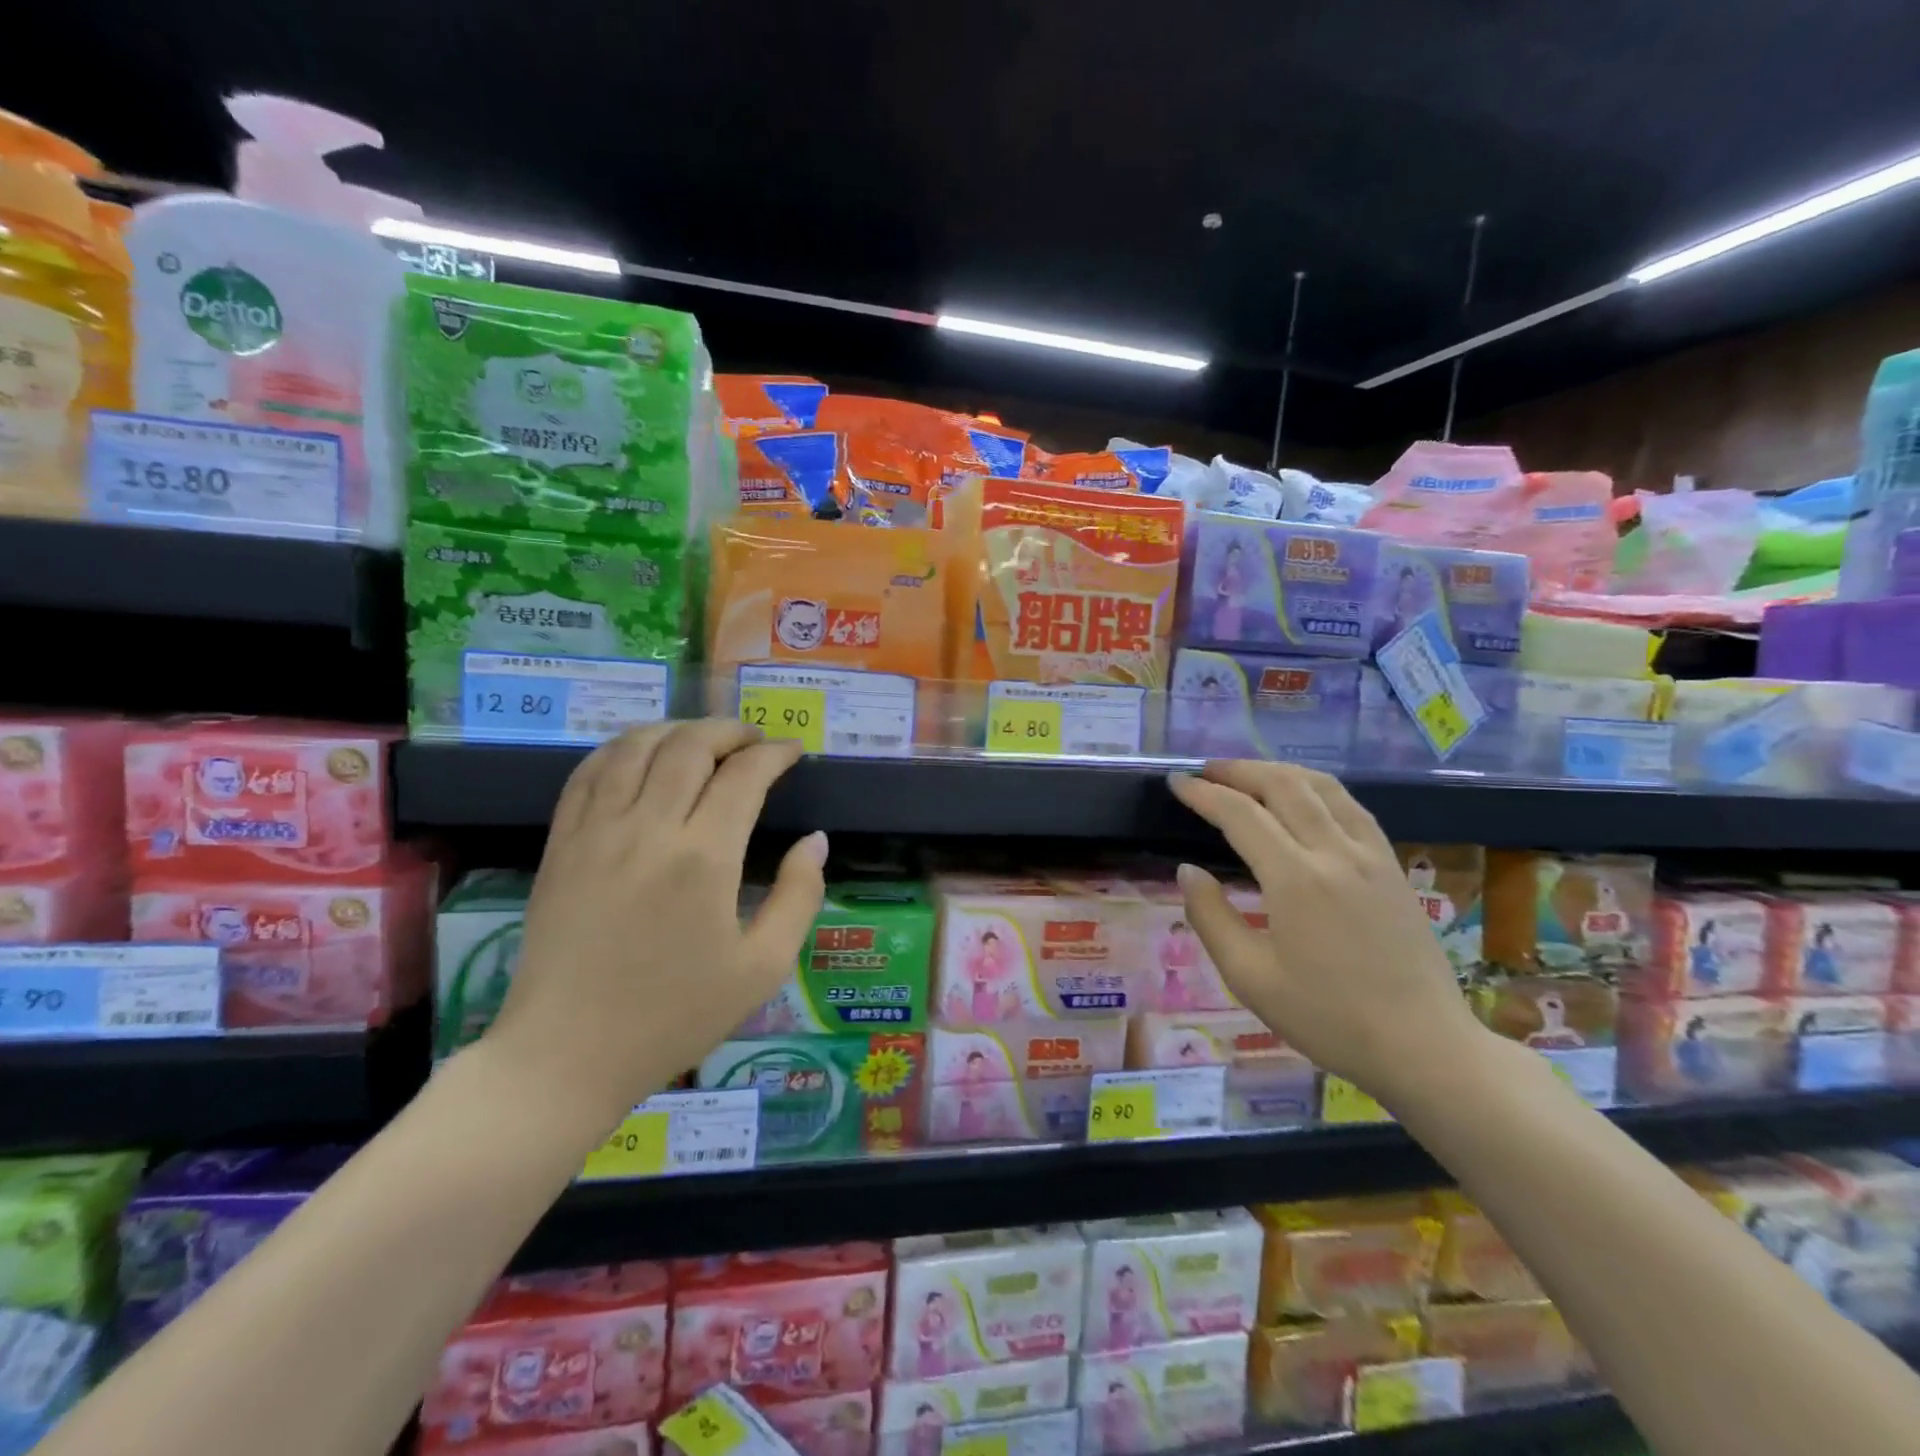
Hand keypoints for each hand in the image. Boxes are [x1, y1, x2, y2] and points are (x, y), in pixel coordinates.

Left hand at [483, 720, 826, 1129]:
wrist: (567, 1055)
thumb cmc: (674, 1016)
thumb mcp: (762, 968)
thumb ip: (800, 896)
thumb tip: (816, 841)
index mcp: (704, 859)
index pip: (744, 775)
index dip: (775, 754)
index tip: (793, 752)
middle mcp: (648, 829)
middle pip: (690, 745)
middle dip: (730, 731)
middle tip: (754, 741)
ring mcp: (596, 832)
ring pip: (636, 747)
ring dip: (677, 730)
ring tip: (704, 741)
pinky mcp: (561, 844)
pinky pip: (589, 773)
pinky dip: (621, 749)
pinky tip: (641, 756)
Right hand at [1168, 761, 1491, 1104]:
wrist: (1424, 1046)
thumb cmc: (1328, 1018)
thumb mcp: (1251, 978)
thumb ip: (1211, 918)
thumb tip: (1188, 871)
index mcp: (1295, 879)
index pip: (1240, 815)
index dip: (1203, 794)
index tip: (1176, 783)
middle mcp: (1335, 852)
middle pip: (1282, 785)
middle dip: (1238, 770)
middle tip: (1206, 771)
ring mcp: (1371, 855)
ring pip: (1322, 787)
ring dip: (1279, 771)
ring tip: (1248, 774)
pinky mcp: (1393, 866)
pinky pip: (1352, 806)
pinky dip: (1318, 788)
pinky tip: (1305, 798)